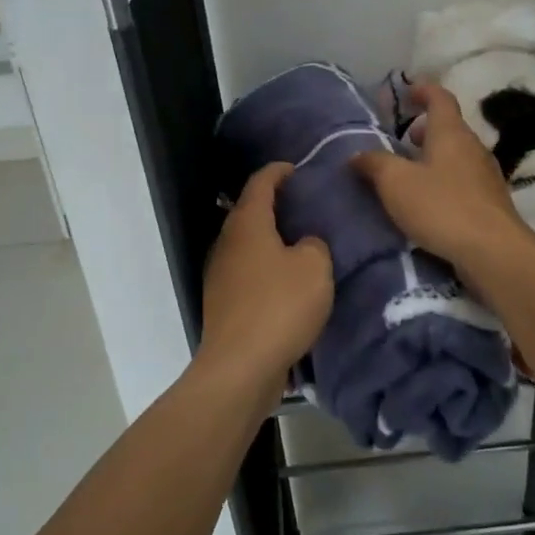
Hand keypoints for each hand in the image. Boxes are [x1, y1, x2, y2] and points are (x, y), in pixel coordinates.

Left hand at [199, 163, 333, 387]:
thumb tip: (304, 245)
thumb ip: (314, 245)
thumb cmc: (279, 306)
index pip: (260, 183)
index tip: (295, 168)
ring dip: (269, 238)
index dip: (277, 171)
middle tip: (303, 204)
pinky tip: (286, 280)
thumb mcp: (314, 267)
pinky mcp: (223, 303)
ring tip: (299, 241)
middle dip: (273, 205)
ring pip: (247, 244)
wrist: (240, 367)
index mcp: (247, 224)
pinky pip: (247, 272)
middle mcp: (227, 242)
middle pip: (248, 212)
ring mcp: (220, 274)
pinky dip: (265, 267)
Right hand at [351, 82, 534, 270]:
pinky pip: (464, 180)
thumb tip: (357, 154)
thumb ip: (374, 163)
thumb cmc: (441, 207)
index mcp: (451, 132)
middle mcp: (473, 147)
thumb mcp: (396, 183)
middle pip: (449, 127)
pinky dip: (445, 180)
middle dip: (425, 129)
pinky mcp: (491, 202)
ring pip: (457, 155)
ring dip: (435, 157)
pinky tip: (430, 202)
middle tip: (401, 140)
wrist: (492, 252)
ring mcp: (486, 175)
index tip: (407, 91)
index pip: (440, 98)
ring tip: (410, 173)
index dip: (423, 90)